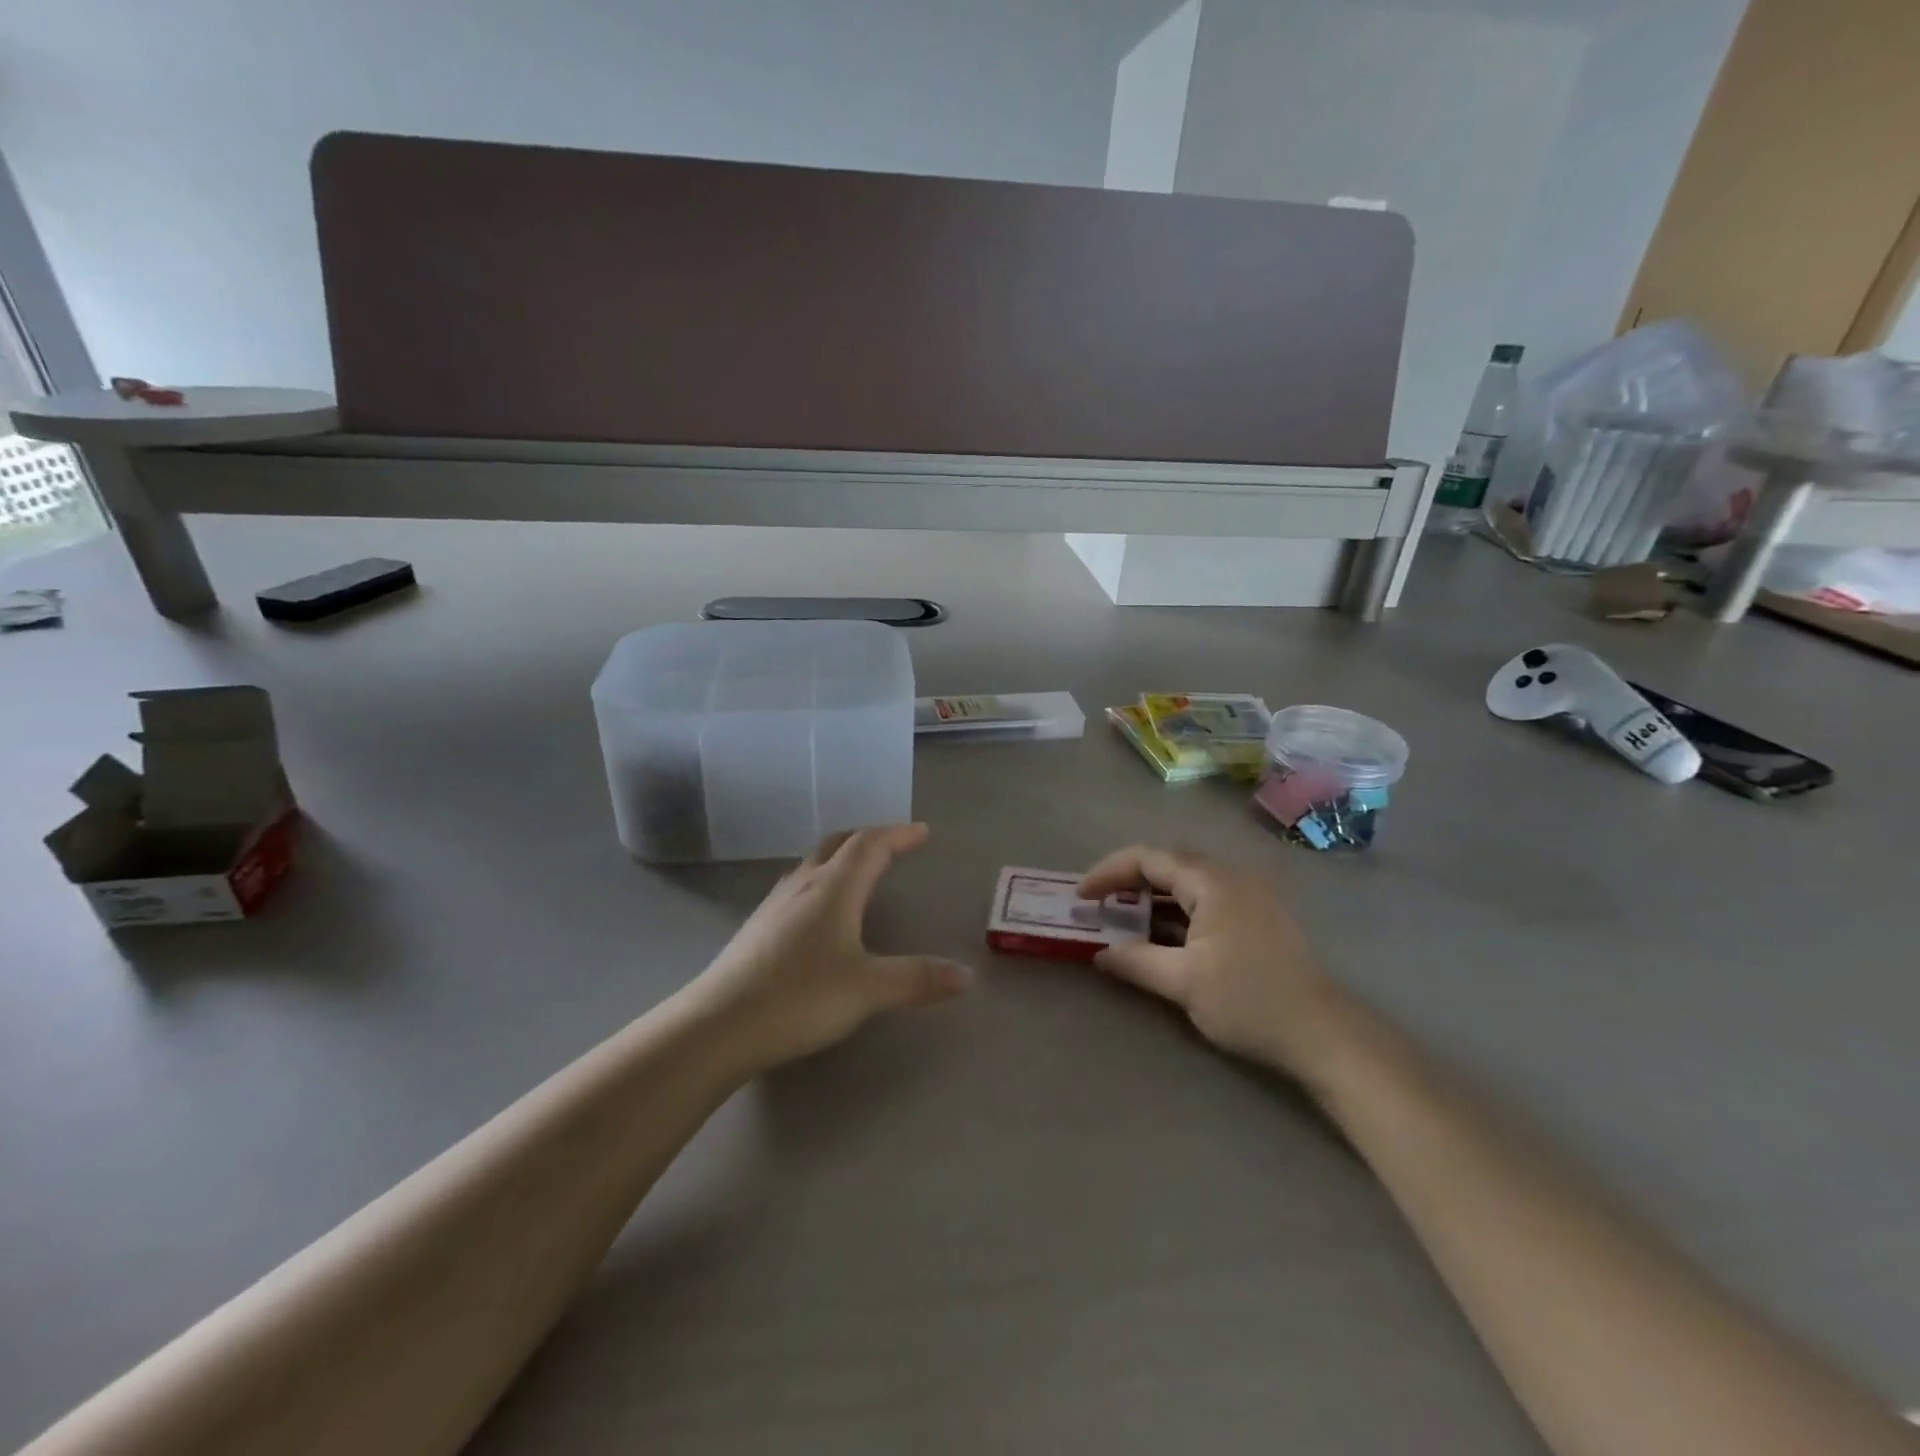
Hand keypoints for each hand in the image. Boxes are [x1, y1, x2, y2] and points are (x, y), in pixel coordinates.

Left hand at [684, 824, 972, 1075]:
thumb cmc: (799, 998)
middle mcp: (803, 885)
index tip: (922, 832)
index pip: (870, 845)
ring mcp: (774, 905)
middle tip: (892, 844)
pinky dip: (821, 881)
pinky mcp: (757, 928)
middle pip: (838, 843)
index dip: (898, 835)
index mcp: (834, 888)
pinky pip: (797, 886)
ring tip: (859, 870)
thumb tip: (967, 977)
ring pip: (813, 863)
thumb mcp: (868, 989)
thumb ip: (917, 979)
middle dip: (868, 837)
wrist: (717, 1027)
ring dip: (841, 856)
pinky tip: (819, 911)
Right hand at [1077, 845, 1355, 1083]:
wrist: (1321, 1034)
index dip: (1109, 872)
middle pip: (1169, 864)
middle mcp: (1231, 878)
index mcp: (1212, 883)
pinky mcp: (1257, 916)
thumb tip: (1100, 953)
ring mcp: (1249, 896)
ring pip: (1188, 883)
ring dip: (1153, 897)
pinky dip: (1176, 911)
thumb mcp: (1183, 983)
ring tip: (1122, 918)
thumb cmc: (1248, 1001)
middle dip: (1128, 880)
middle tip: (1099, 904)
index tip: (1082, 896)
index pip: (1149, 859)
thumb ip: (1136, 961)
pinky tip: (1161, 935)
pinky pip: (1206, 899)